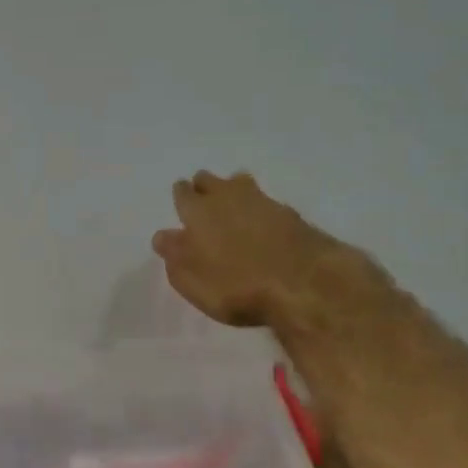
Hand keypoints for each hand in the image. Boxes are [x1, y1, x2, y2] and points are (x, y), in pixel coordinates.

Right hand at [151, 171, 381, 329]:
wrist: (304, 283)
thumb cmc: (237, 286)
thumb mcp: (193, 283)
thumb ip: (174, 256)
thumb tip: (163, 236)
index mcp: (197, 211)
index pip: (182, 192)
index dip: (181, 198)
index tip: (182, 208)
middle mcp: (226, 197)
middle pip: (209, 180)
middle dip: (204, 188)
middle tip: (206, 207)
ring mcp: (261, 200)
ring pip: (239, 182)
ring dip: (233, 191)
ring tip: (235, 210)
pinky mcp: (288, 212)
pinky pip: (265, 201)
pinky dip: (260, 209)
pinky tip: (263, 225)